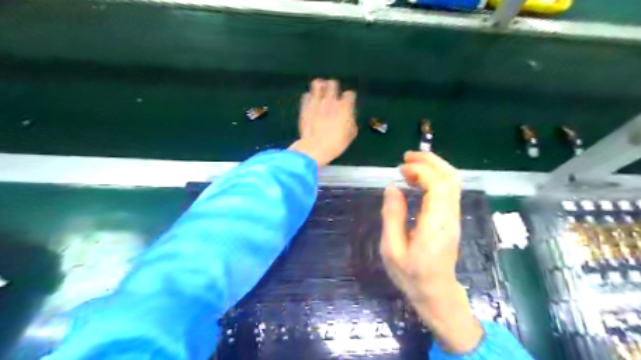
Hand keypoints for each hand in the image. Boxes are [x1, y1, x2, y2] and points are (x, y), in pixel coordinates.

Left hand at [289, 79, 357, 166]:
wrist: (316, 147)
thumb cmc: (336, 143)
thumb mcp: (350, 134)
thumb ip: (351, 122)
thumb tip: (350, 119)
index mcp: (345, 106)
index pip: (350, 94)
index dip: (349, 99)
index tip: (347, 104)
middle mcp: (331, 100)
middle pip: (333, 84)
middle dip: (334, 88)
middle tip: (333, 94)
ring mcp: (316, 102)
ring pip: (317, 84)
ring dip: (320, 86)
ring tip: (320, 91)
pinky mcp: (305, 106)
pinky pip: (306, 95)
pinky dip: (309, 98)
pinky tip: (311, 102)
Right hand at [379, 152, 480, 353]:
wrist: (436, 293)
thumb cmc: (411, 275)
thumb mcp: (392, 249)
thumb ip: (392, 216)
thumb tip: (392, 187)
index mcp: (435, 224)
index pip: (438, 185)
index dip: (421, 170)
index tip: (401, 168)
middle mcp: (449, 216)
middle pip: (451, 178)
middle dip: (430, 161)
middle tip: (407, 157)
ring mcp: (453, 217)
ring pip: (452, 182)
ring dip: (433, 168)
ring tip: (409, 167)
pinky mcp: (451, 219)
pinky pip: (448, 190)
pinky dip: (434, 178)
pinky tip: (417, 181)